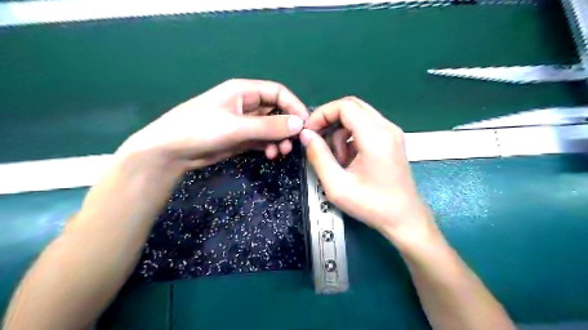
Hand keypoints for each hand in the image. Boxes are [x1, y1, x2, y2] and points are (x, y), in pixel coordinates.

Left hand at [114, 77, 307, 173]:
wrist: (171, 152)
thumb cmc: (200, 129)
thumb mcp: (236, 126)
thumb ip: (268, 126)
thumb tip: (299, 124)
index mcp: (244, 91)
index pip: (278, 92)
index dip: (294, 106)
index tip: (305, 124)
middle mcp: (246, 104)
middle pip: (277, 111)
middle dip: (287, 126)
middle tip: (293, 142)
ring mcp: (244, 123)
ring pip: (271, 128)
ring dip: (280, 139)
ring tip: (281, 152)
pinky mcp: (241, 138)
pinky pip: (263, 139)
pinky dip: (270, 146)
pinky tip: (271, 155)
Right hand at [300, 97, 437, 245]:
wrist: (404, 219)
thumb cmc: (371, 205)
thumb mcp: (337, 186)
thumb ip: (319, 157)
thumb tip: (306, 134)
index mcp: (375, 137)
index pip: (345, 106)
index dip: (322, 114)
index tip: (309, 131)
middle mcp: (387, 128)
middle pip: (352, 106)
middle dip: (330, 120)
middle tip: (317, 139)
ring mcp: (392, 133)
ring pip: (359, 115)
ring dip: (341, 132)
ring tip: (339, 159)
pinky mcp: (392, 140)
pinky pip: (366, 126)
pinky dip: (352, 137)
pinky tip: (350, 159)